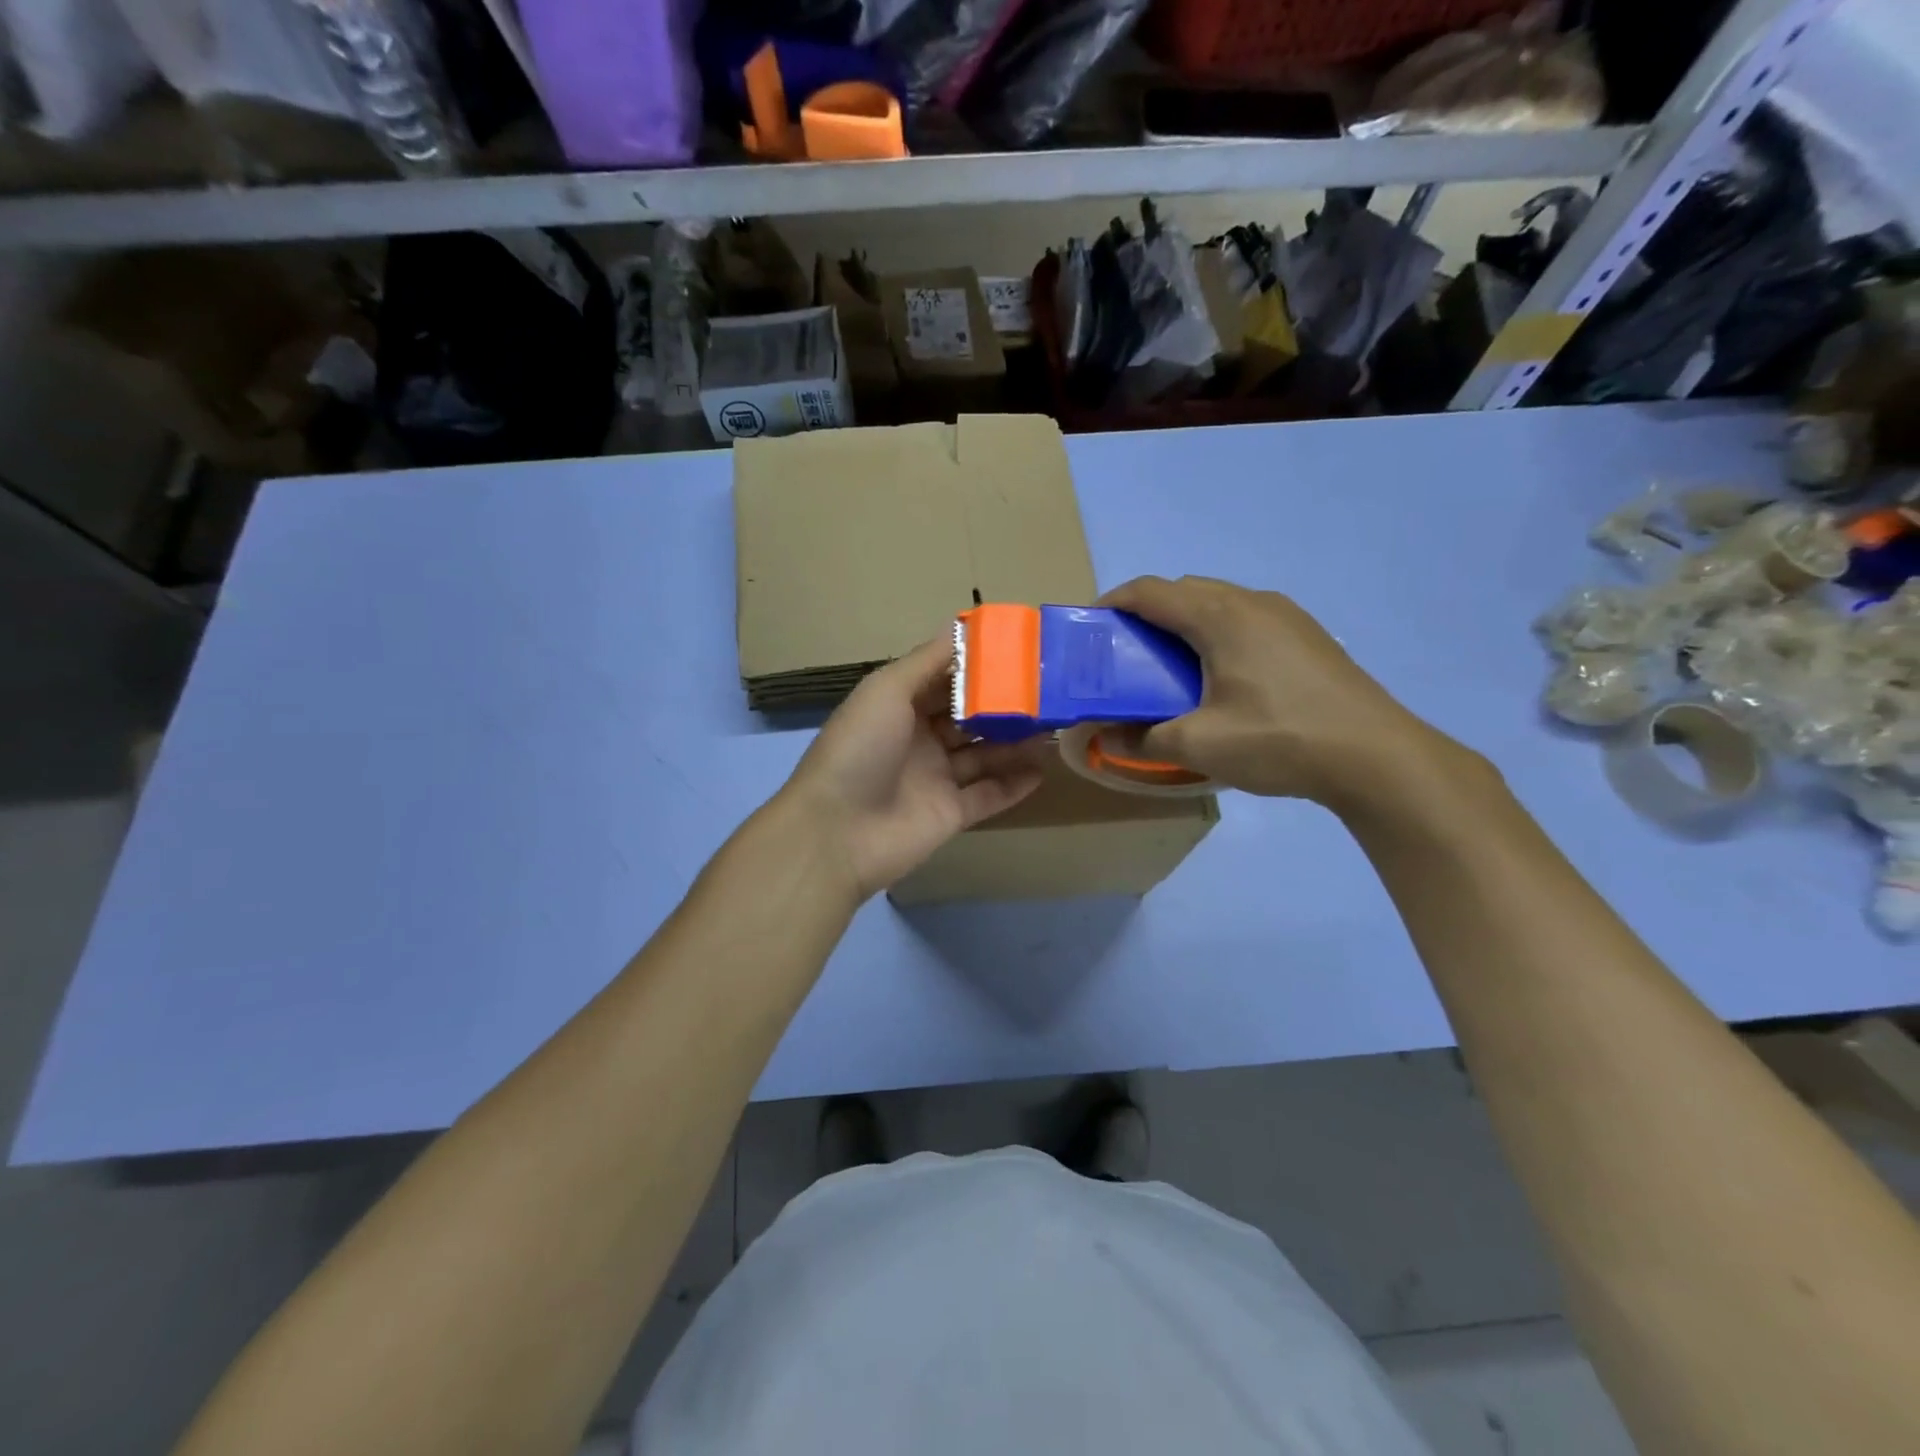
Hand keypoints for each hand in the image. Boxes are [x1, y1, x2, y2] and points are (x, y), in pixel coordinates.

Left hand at [779, 637, 1048, 900]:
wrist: (838, 832)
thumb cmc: (860, 749)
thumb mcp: (886, 690)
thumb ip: (927, 661)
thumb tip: (962, 627)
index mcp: (899, 707)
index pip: (945, 681)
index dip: (978, 669)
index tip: (1019, 653)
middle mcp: (919, 740)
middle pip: (969, 718)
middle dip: (1004, 705)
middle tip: (1047, 691)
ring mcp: (935, 779)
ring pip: (984, 756)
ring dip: (1016, 742)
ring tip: (1055, 725)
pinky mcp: (950, 815)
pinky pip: (988, 795)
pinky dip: (1014, 785)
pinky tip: (1043, 769)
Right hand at [1098, 575, 1464, 810]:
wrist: (1375, 756)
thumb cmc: (1278, 739)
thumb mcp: (1198, 745)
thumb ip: (1141, 739)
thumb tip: (1104, 738)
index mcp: (1219, 616)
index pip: (1149, 591)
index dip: (1111, 603)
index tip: (1088, 630)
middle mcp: (1251, 602)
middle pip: (1183, 591)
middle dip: (1146, 615)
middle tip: (1126, 656)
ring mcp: (1286, 615)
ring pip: (1218, 604)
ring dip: (1185, 624)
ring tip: (1170, 668)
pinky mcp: (1307, 636)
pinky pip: (1246, 620)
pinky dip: (1217, 635)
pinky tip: (1222, 678)